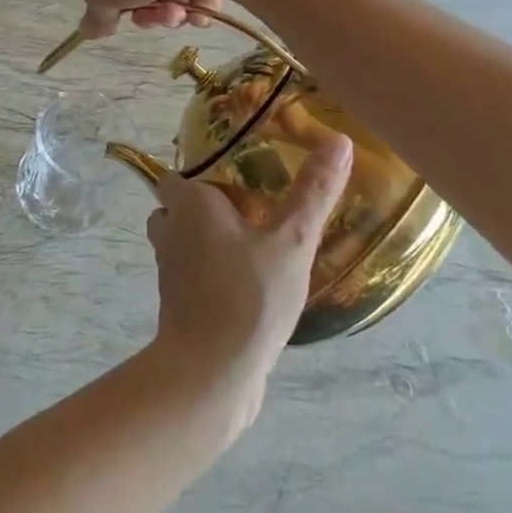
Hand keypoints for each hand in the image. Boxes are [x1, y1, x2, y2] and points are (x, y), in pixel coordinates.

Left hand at [145, 135, 354, 420]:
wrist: (210, 373)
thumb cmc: (248, 296)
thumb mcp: (292, 241)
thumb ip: (314, 192)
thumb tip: (341, 139)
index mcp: (189, 204)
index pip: (178, 175)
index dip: (202, 173)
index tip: (238, 176)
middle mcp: (170, 230)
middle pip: (179, 207)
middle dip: (207, 207)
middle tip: (253, 209)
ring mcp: (170, 271)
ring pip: (183, 242)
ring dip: (208, 241)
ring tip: (253, 245)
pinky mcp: (177, 305)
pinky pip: (191, 276)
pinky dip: (210, 273)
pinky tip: (248, 285)